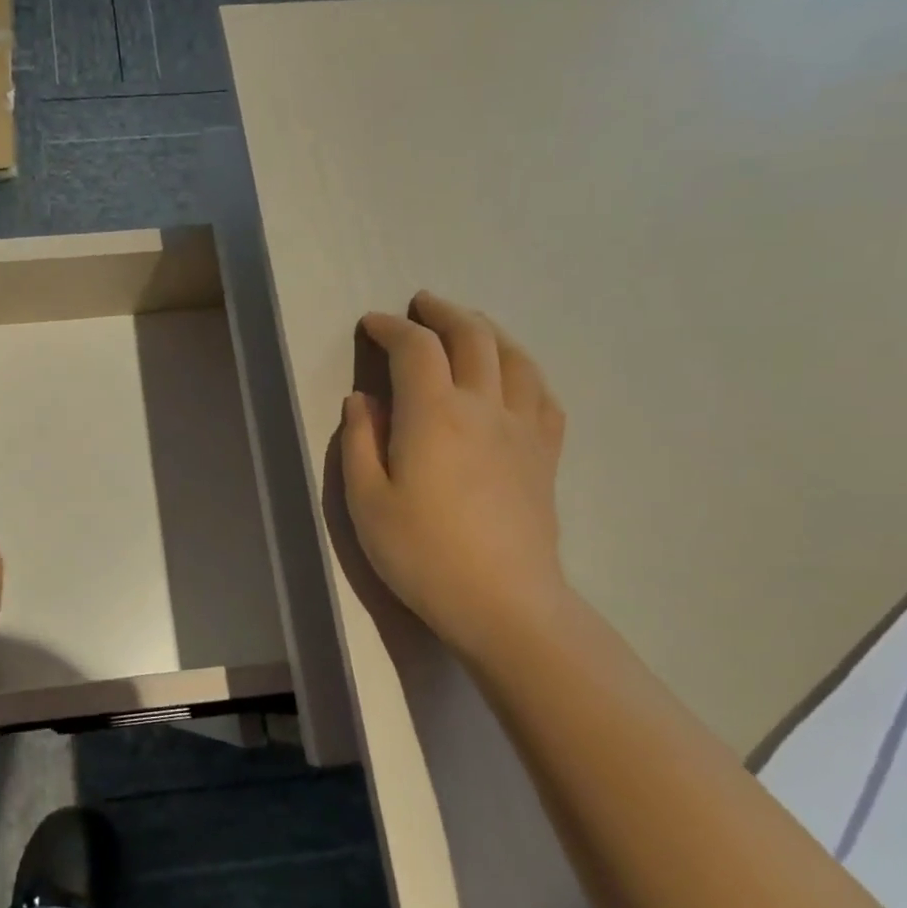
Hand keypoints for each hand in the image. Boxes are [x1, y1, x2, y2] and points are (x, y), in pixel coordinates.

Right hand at [339, 292, 570, 658]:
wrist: (503, 603)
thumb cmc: (422, 554)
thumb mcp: (366, 501)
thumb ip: (360, 441)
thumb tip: (362, 399)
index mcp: (434, 414)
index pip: (415, 348)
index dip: (390, 327)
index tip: (370, 324)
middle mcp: (483, 406)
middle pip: (472, 336)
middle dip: (442, 313)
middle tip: (420, 304)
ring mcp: (523, 428)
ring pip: (513, 357)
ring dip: (487, 330)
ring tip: (468, 325)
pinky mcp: (545, 454)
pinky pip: (542, 394)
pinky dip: (523, 370)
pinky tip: (513, 375)